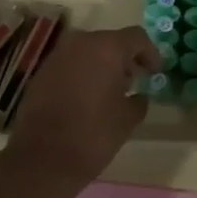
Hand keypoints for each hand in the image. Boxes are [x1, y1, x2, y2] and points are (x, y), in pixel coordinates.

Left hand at [1, 25, 151, 191]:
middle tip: (135, 80)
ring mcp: (57, 56)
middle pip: (110, 41)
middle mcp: (80, 43)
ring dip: (102, 65)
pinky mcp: (42, 72)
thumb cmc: (92, 136)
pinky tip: (88, 97)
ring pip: (88, 51)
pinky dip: (83, 73)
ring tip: (112, 90)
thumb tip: (139, 95)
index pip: (136, 37)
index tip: (156, 72)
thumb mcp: (127, 120)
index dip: (150, 53)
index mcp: (106, 48)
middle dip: (125, 59)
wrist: (40, 160)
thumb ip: (138, 100)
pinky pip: (70, 64)